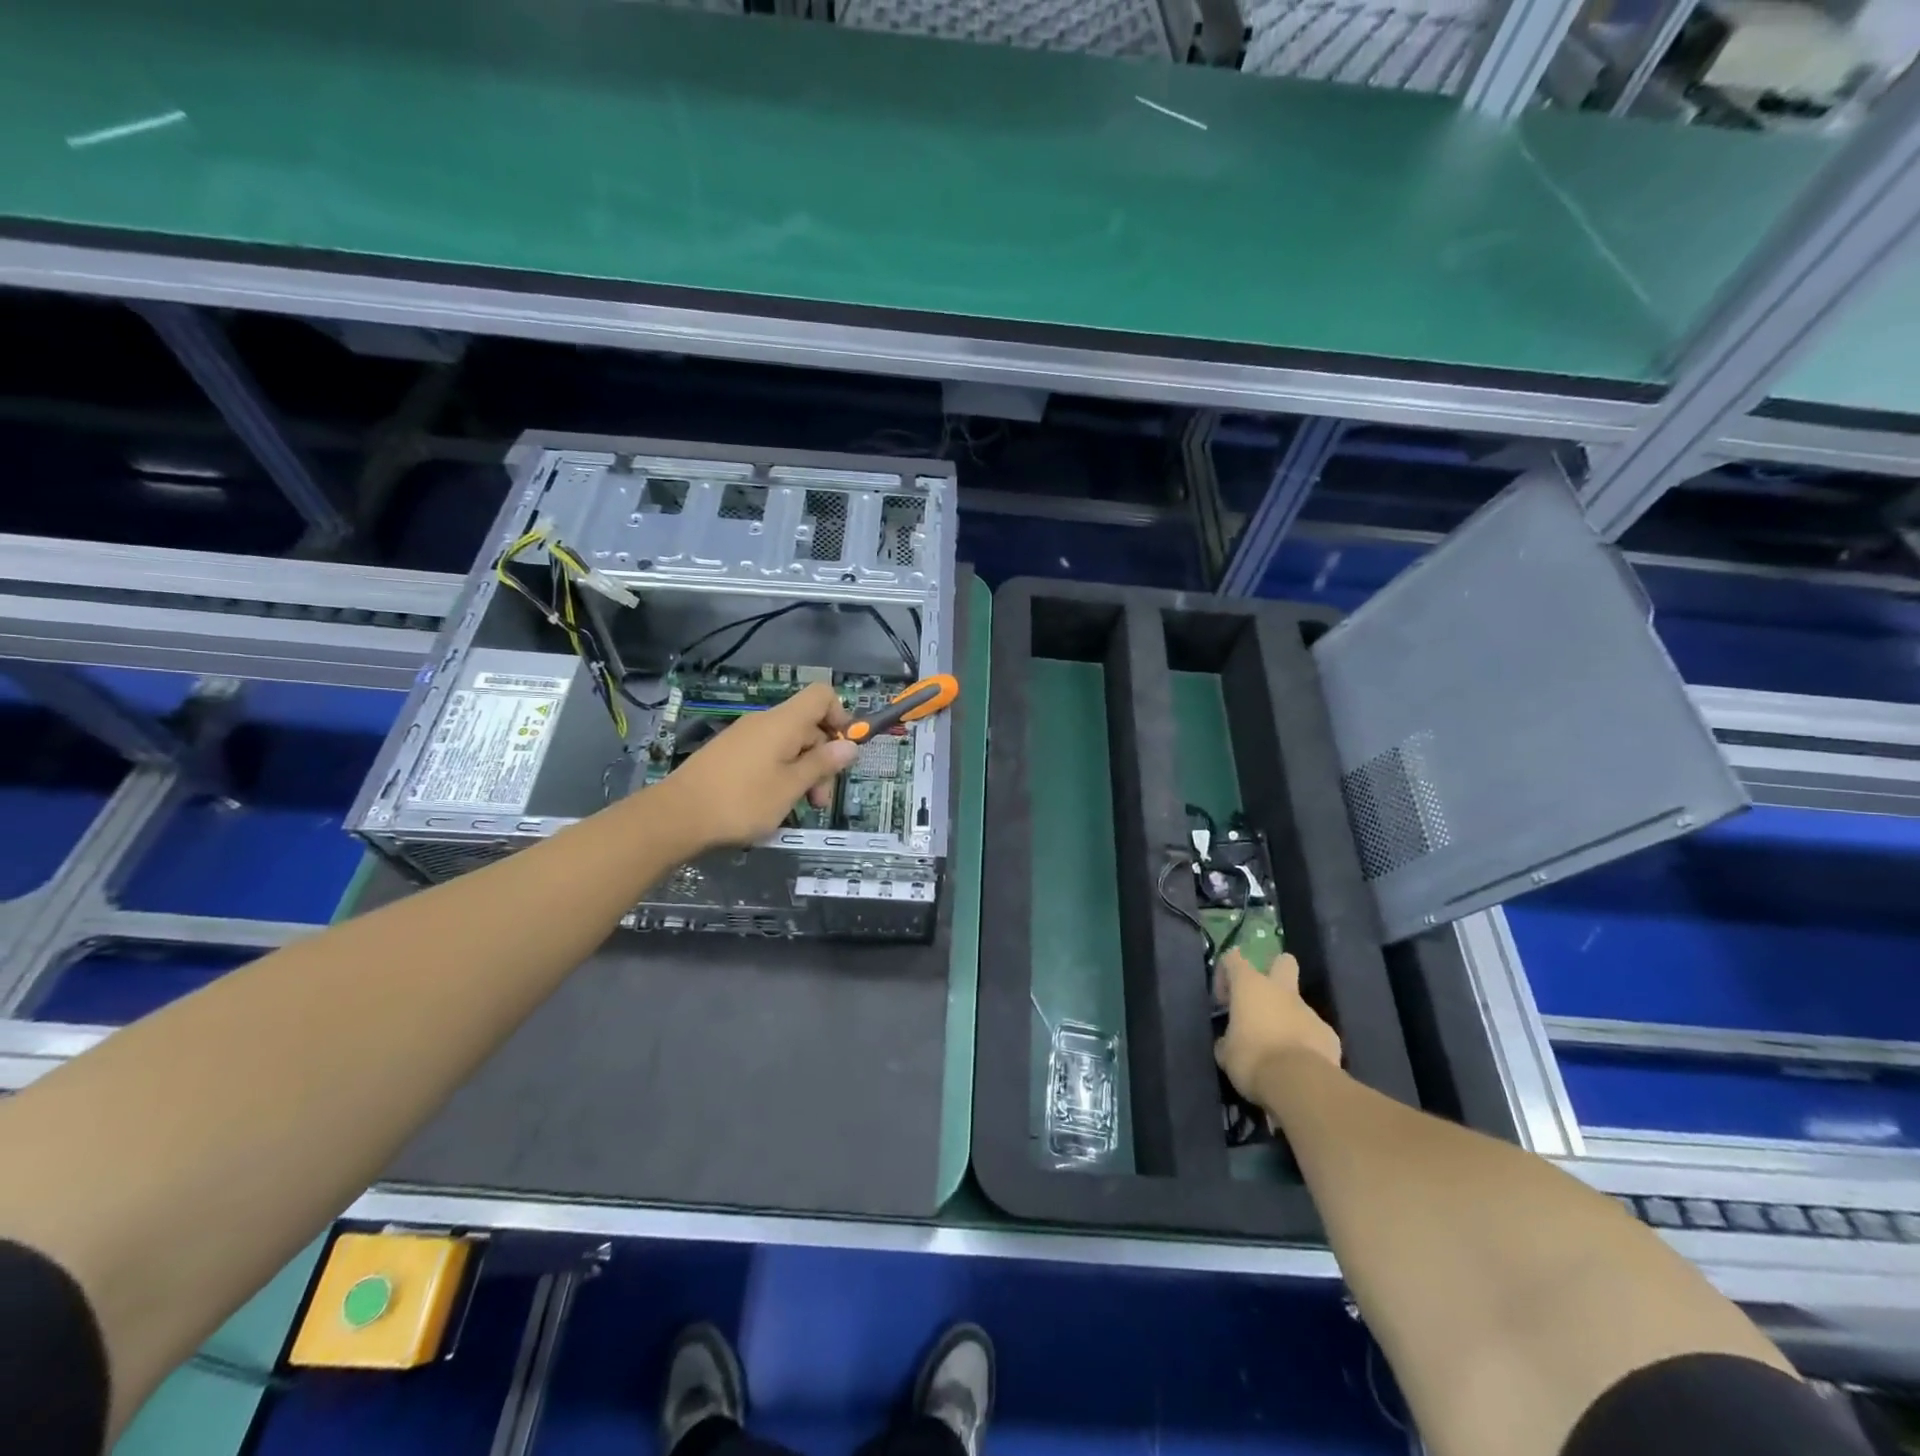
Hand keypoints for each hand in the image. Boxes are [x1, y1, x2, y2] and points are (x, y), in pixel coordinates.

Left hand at [654, 683, 857, 852]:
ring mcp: (744, 737)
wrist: (676, 816)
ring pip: (788, 745)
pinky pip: (767, 755)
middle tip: (819, 801)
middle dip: (822, 760)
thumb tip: (850, 745)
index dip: (840, 717)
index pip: (822, 696)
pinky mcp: (729, 754)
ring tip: (799, 809)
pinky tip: (773, 804)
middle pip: (808, 726)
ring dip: (802, 773)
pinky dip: (780, 775)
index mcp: (783, 722)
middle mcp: (764, 722)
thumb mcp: (791, 786)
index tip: (843, 751)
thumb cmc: (742, 800)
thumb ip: (823, 764)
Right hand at [1212, 950, 1341, 1101]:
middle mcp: (1281, 990)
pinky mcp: (1329, 1035)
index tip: (1224, 1003)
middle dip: (1274, 971)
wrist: (1299, 1084)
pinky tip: (1299, 1065)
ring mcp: (1309, 1011)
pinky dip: (1306, 1042)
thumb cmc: (1252, 1059)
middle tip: (1262, 1000)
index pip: (1233, 958)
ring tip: (1278, 1049)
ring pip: (1298, 1004)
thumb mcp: (1225, 1053)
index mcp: (1250, 986)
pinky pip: (1313, 1032)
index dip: (1225, 975)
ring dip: (1287, 1018)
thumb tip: (1230, 1041)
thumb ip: (1227, 1039)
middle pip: (1283, 962)